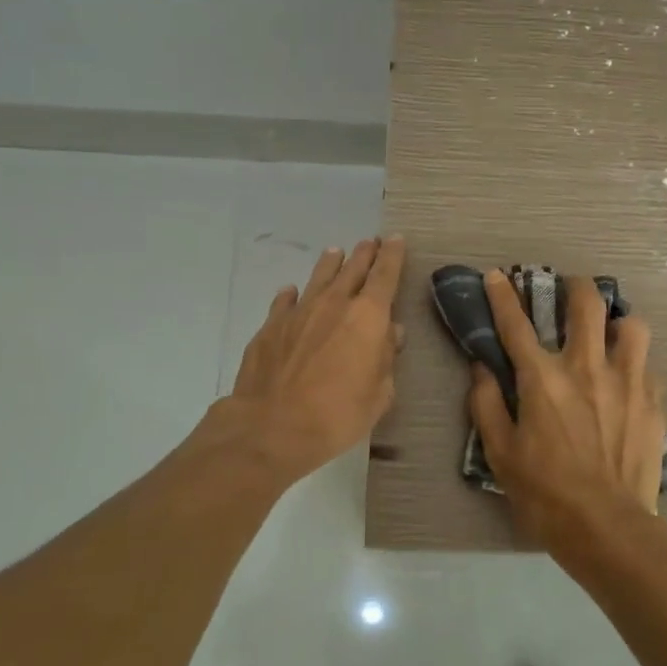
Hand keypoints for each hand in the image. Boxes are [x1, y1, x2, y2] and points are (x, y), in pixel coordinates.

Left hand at [224, 237, 406, 484]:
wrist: (272, 426)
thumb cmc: (337, 415)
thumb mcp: (379, 394)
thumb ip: (386, 359)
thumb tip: (390, 333)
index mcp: (368, 317)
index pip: (385, 275)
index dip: (392, 255)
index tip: (395, 239)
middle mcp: (334, 304)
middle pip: (353, 269)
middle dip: (364, 254)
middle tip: (370, 242)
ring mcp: (299, 312)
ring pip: (319, 278)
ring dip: (331, 264)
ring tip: (336, 252)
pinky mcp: (271, 326)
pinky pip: (285, 301)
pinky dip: (293, 294)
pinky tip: (291, 291)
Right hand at [467, 269, 666, 555]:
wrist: (608, 529)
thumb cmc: (546, 493)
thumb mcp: (500, 453)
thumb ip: (486, 404)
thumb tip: (481, 369)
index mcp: (543, 379)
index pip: (516, 324)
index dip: (502, 296)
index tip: (496, 275)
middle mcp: (587, 367)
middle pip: (587, 303)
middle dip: (575, 286)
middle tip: (569, 291)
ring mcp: (627, 381)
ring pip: (632, 324)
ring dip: (617, 322)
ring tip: (610, 334)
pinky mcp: (653, 402)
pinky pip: (648, 365)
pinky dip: (635, 364)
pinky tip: (627, 381)